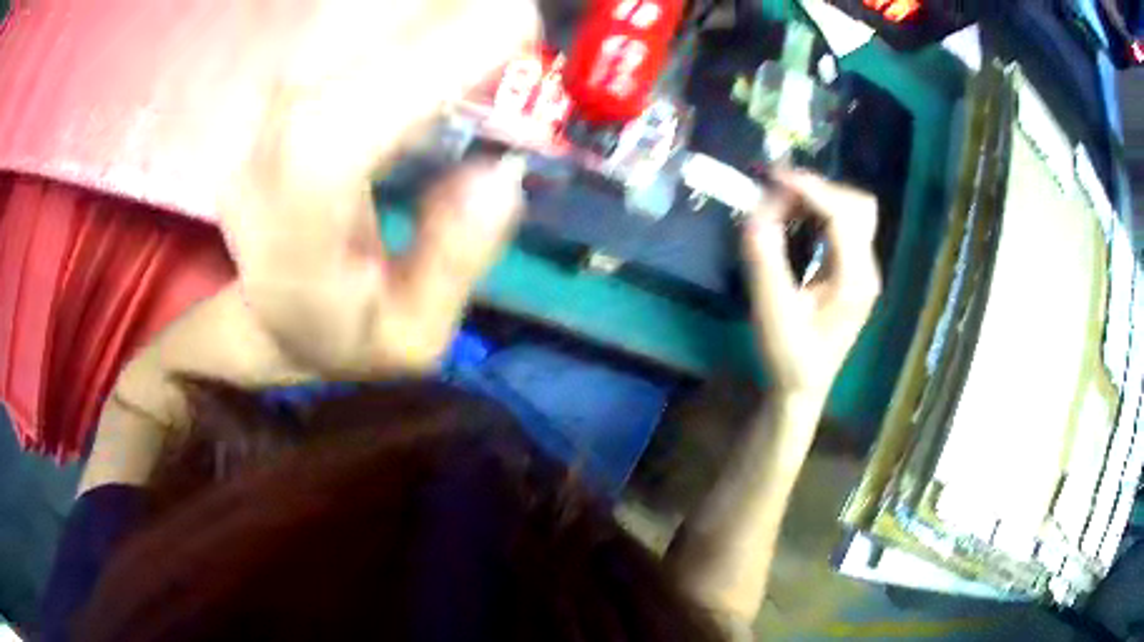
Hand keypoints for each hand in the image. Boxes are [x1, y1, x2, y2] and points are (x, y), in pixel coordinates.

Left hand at [220, 0, 538, 377]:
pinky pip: (331, 26)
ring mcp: (262, 122)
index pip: (338, 136)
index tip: (516, 26)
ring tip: (483, 9)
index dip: (425, 64)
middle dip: (429, 10)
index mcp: (295, 241)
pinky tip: (435, 10)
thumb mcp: (413, 340)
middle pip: (328, 49)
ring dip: (410, 5)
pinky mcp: (277, 96)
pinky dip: (388, 10)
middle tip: (512, 10)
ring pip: (327, 25)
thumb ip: (452, 267)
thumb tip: (499, 175)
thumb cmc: (344, 333)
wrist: (270, 314)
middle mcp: (264, 165)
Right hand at [742, 170, 880, 399]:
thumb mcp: (771, 312)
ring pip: (852, 211)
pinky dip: (818, 212)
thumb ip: (764, 260)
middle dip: (817, 190)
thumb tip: (755, 213)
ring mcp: (862, 268)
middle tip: (778, 193)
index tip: (774, 177)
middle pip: (857, 205)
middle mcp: (866, 268)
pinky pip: (842, 225)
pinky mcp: (852, 270)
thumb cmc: (789, 357)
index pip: (843, 215)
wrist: (803, 388)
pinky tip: (794, 220)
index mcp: (855, 279)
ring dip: (817, 199)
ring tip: (782, 203)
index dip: (810, 189)